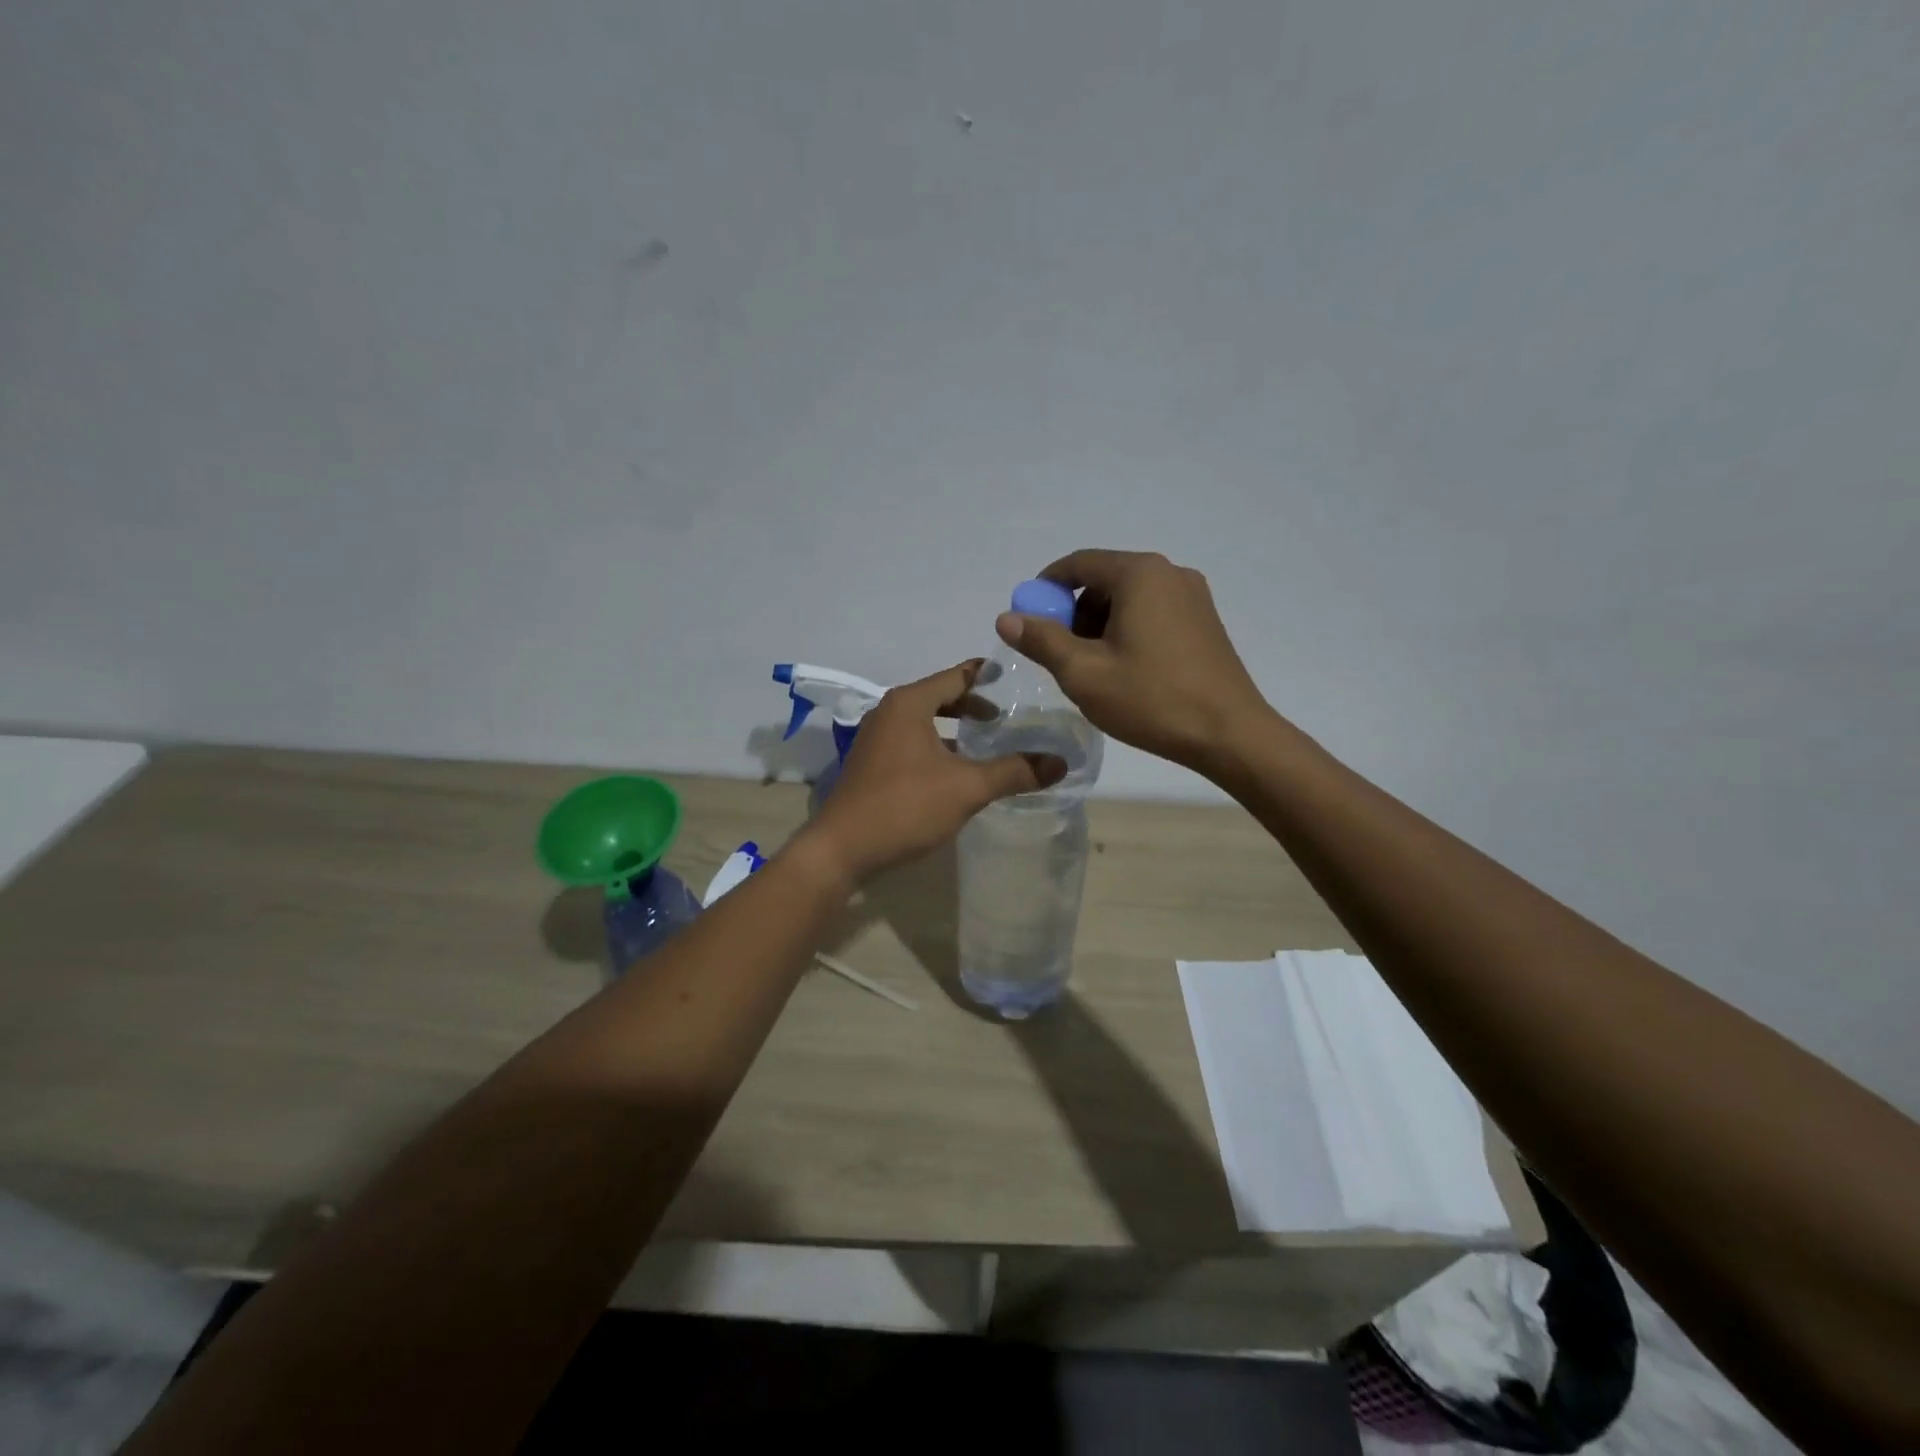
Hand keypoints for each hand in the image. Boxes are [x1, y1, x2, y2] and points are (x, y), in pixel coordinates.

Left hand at [796, 661, 1065, 883]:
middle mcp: (889, 712)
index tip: (1013, 676)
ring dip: (954, 729)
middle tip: (1006, 715)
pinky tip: (957, 771)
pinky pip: (912, 743)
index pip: (955, 676)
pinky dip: (937, 747)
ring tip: (987, 742)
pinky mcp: (872, 765)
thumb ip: (1014, 771)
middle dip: (972, 704)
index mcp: (909, 704)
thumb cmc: (904, 806)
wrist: (841, 849)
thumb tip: (1061, 763)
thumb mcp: (967, 788)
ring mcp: (876, 739)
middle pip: (939, 697)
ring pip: (925, 723)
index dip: (985, 675)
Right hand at [996, 549, 1275, 773]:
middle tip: (1062, 655)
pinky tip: (1127, 670)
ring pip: (1129, 598)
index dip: (1045, 588)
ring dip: (1101, 625)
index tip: (1028, 619)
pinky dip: (1128, 631)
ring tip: (1095, 670)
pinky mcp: (1205, 621)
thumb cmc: (1151, 699)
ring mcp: (1193, 596)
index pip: (1078, 564)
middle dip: (1074, 613)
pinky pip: (1153, 612)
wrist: (1229, 734)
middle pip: (1104, 580)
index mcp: (1139, 574)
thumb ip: (1041, 640)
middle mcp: (1169, 572)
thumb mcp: (1083, 672)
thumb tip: (1007, 617)